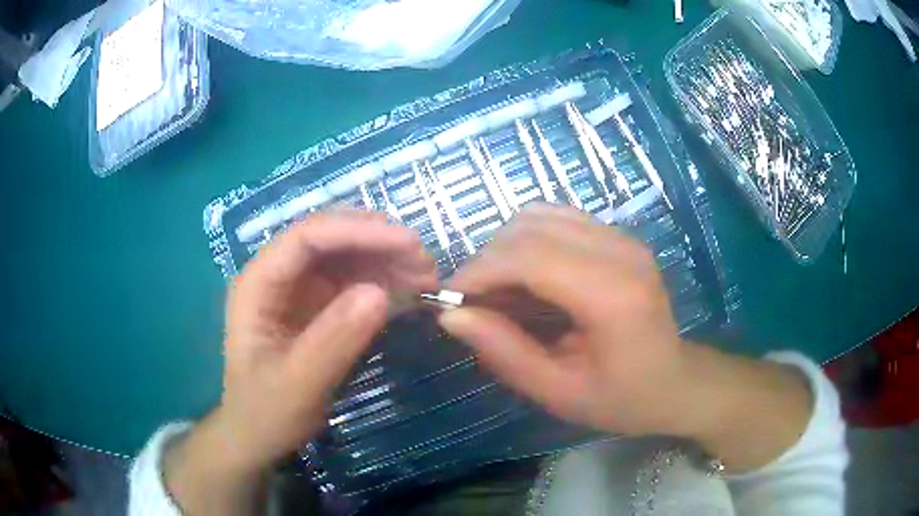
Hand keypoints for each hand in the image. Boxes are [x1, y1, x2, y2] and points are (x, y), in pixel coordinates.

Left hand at [164, 211, 434, 513]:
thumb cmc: (267, 412)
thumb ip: (333, 341)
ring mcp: (300, 289)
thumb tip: (379, 294)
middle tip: (426, 263)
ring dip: (388, 261)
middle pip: (331, 239)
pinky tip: (412, 294)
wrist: (258, 436)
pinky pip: (355, 281)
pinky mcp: (319, 306)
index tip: (408, 244)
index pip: (307, 237)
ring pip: (348, 256)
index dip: (358, 231)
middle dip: (379, 242)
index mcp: (259, 284)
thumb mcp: (298, 384)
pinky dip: (386, 283)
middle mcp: (279, 275)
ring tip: (428, 279)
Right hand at [438, 204, 687, 435]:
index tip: (450, 298)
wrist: (676, 383)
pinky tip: (529, 275)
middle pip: (530, 227)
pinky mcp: (619, 236)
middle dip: (488, 258)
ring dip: (507, 246)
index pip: (529, 255)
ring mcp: (623, 237)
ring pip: (540, 214)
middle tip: (474, 301)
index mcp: (611, 295)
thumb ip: (504, 352)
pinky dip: (529, 239)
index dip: (479, 270)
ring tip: (500, 289)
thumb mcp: (559, 391)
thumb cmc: (622, 399)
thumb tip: (451, 314)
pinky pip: (559, 218)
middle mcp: (620, 251)